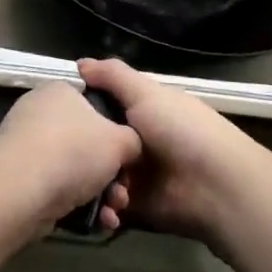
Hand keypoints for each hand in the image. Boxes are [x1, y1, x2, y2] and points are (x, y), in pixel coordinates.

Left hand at [0, 81, 142, 235]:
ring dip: (99, 194)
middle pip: (86, 142)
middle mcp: (40, 112)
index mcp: (61, 90)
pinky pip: (56, 187)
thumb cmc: (74, 151)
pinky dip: (76, 204)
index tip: (128, 160)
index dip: (116, 133)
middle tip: (123, 195)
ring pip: (73, 169)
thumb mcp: (120, 140)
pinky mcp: (18, 177)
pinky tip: (95, 223)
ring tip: (111, 215)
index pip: (95, 105)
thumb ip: (132, 140)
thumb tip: (128, 146)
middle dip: (111, 174)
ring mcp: (26, 145)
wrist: (21, 189)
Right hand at [77, 58, 261, 245]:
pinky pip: (108, 206)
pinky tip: (98, 206)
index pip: (103, 103)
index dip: (82, 105)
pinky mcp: (135, 207)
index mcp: (142, 108)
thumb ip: (113, 76)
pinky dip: (101, 207)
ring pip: (98, 173)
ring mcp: (135, 175)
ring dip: (92, 180)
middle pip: (97, 140)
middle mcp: (136, 139)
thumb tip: (80, 63)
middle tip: (61, 151)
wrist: (215, 187)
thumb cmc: (181, 130)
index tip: (56, 108)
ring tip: (85, 183)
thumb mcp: (146, 93)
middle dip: (81, 148)